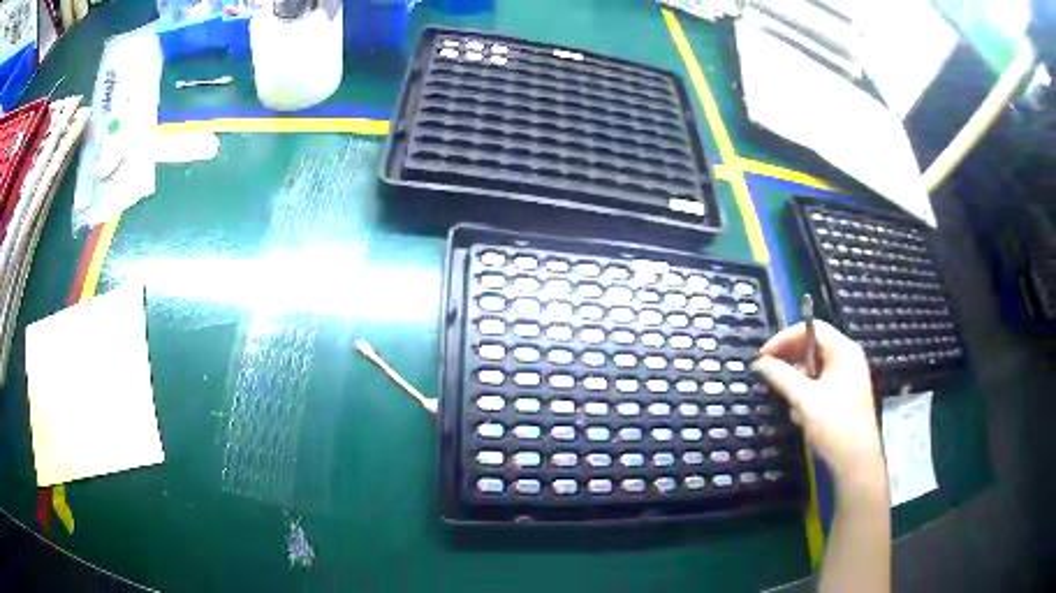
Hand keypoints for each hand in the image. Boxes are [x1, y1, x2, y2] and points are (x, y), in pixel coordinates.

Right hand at [751, 321, 883, 485]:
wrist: (856, 461)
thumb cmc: (834, 424)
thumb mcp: (804, 399)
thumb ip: (781, 376)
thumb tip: (759, 362)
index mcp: (844, 351)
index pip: (812, 328)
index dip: (785, 337)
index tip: (764, 356)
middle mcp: (849, 358)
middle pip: (814, 345)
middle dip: (790, 358)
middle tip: (769, 374)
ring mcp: (849, 378)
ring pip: (817, 367)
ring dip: (797, 378)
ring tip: (784, 398)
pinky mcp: (846, 396)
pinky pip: (822, 383)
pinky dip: (807, 392)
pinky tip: (799, 413)